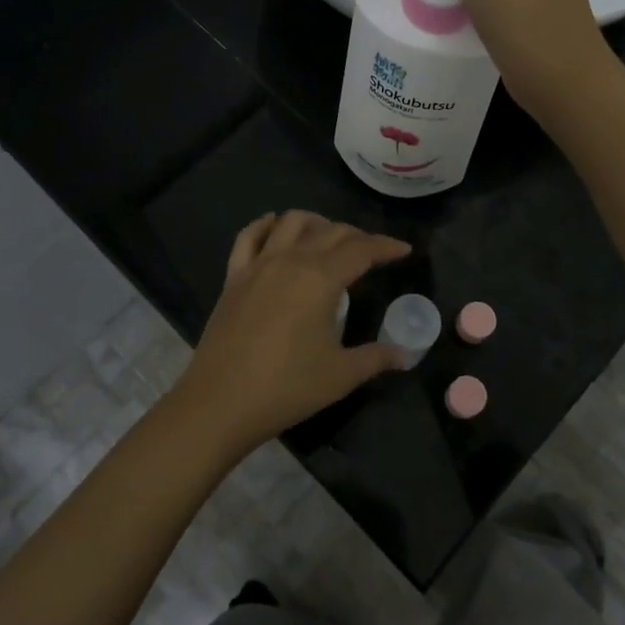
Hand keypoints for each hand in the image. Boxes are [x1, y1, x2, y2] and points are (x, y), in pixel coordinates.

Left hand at [172, 211, 410, 459]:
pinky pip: (249, 236)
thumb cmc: (287, 387)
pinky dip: (266, 225)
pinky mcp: (234, 276)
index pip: (361, 250)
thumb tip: (404, 355)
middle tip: (373, 251)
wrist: (220, 402)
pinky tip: (275, 228)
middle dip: (357, 236)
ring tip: (328, 238)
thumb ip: (376, 358)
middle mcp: (291, 260)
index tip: (403, 250)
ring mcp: (258, 264)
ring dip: (316, 222)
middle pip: (331, 231)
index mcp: (321, 278)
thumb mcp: (340, 375)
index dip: (385, 247)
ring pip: (291, 222)